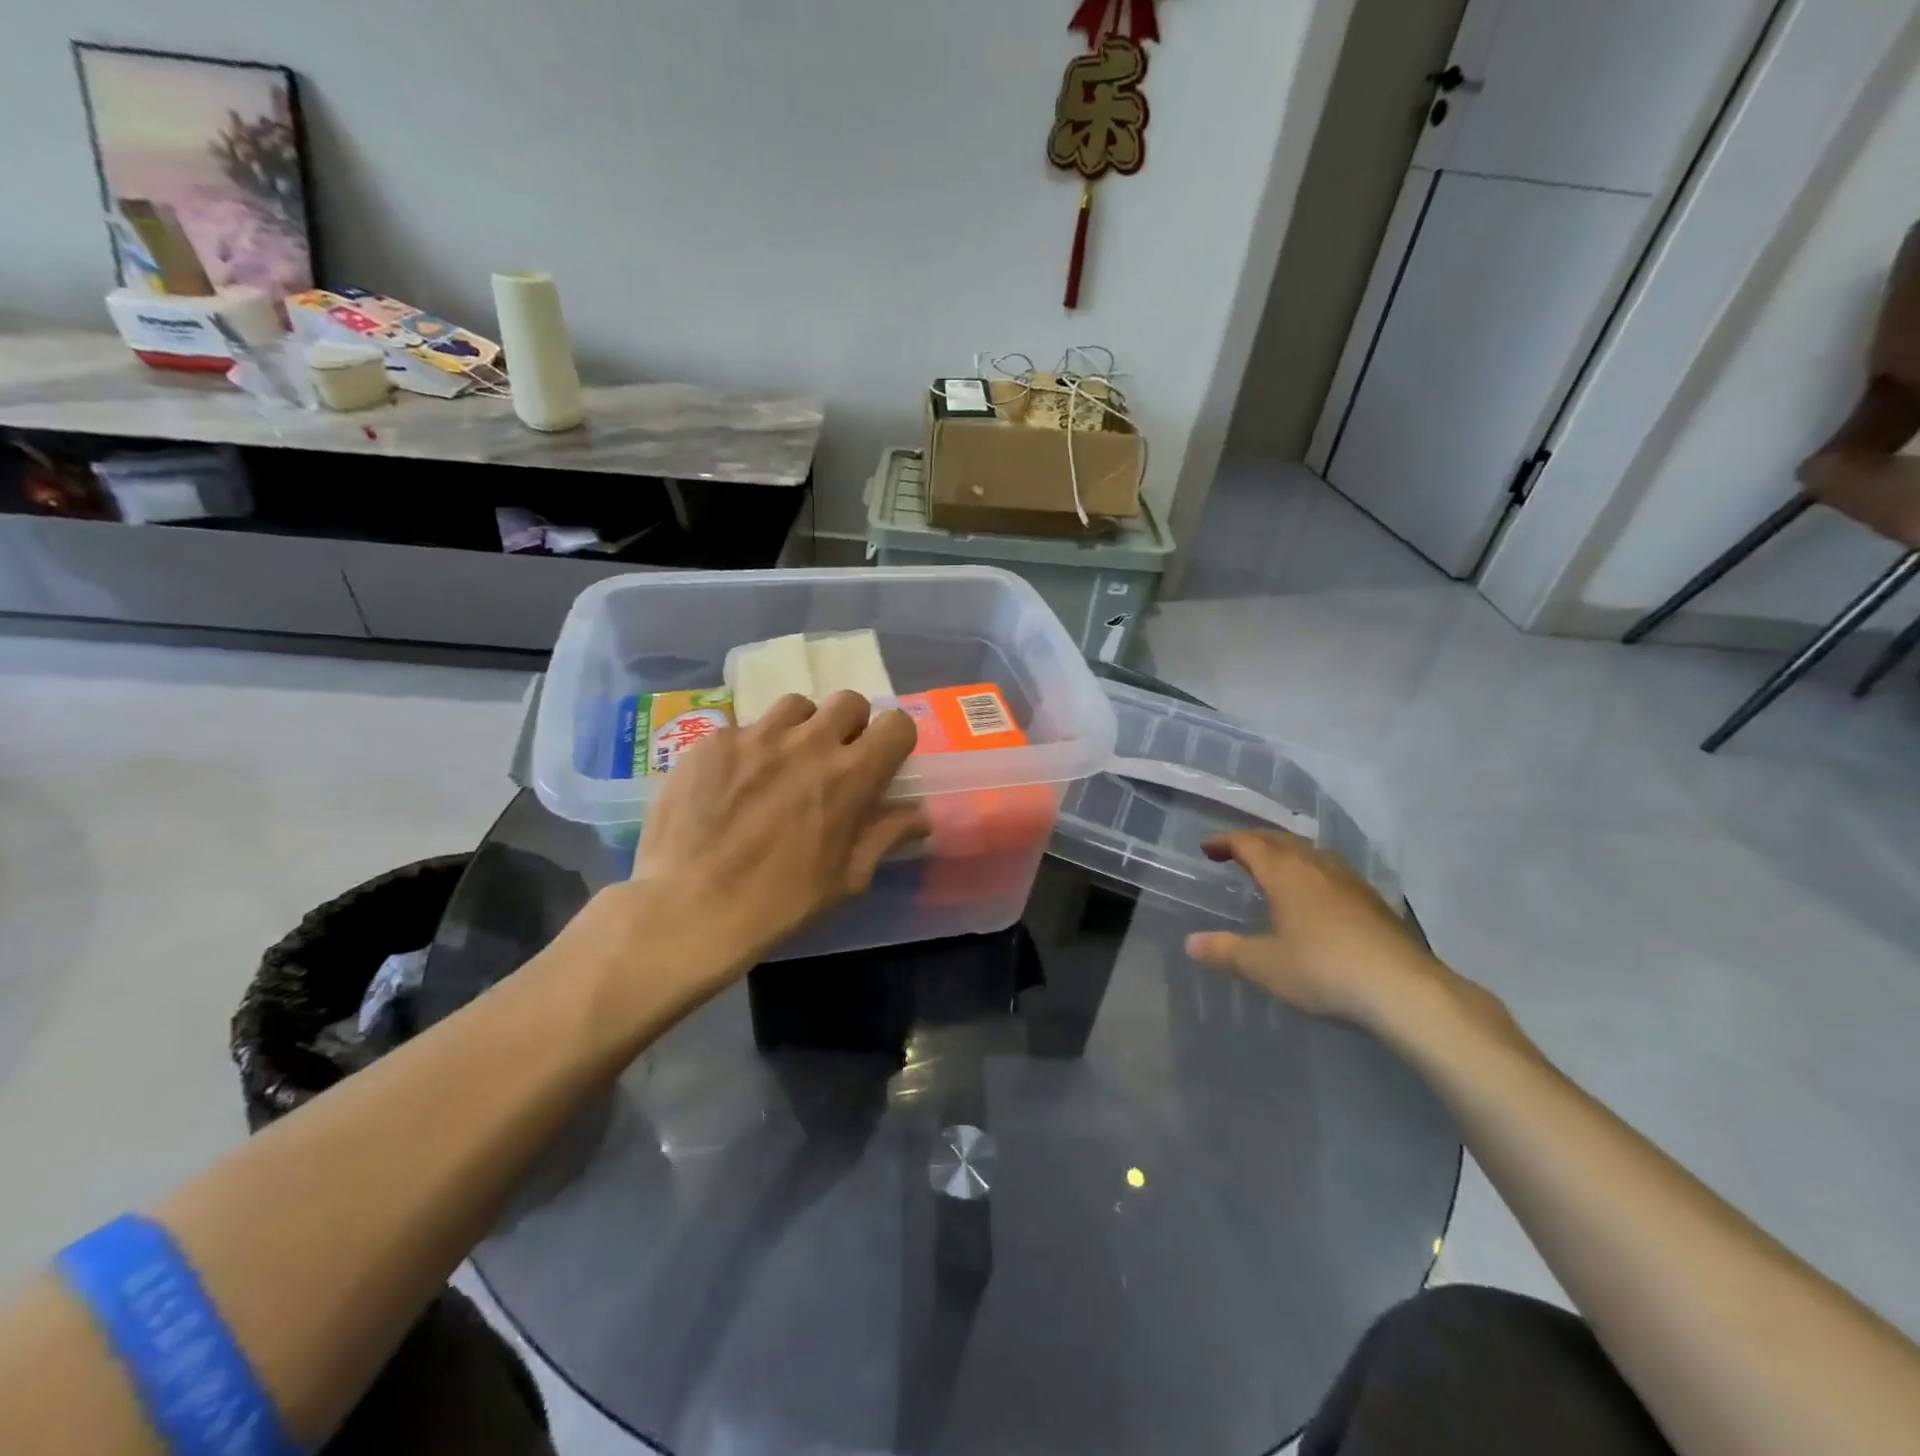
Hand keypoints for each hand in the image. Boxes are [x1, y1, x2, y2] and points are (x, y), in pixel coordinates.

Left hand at [625, 691, 928, 976]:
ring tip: (782, 763)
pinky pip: (744, 728)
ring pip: (795, 706)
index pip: (895, 723)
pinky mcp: (712, 741)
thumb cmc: (779, 904)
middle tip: (833, 761)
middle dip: (850, 726)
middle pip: (847, 701)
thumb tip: (920, 815)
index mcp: (850, 775)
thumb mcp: (846, 879)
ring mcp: (755, 736)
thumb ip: (885, 836)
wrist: (686, 910)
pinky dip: (750, 748)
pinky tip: (733, 784)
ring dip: (801, 729)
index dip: (894, 740)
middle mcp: (807, 742)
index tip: (882, 762)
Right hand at [1184, 830, 1451, 1030]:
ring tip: (1273, 870)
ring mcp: (1350, 881)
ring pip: (1310, 854)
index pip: (1248, 843)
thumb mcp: (1264, 965)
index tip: (1207, 848)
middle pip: (1280, 840)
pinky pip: (1331, 873)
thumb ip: (1226, 951)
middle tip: (1235, 853)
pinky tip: (1315, 897)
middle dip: (1254, 842)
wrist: (1404, 989)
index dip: (1225, 841)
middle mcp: (1316, 866)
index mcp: (1285, 873)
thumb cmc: (1323, 969)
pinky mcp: (1374, 901)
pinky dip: (1311, 873)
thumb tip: (1191, 943)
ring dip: (1285, 855)